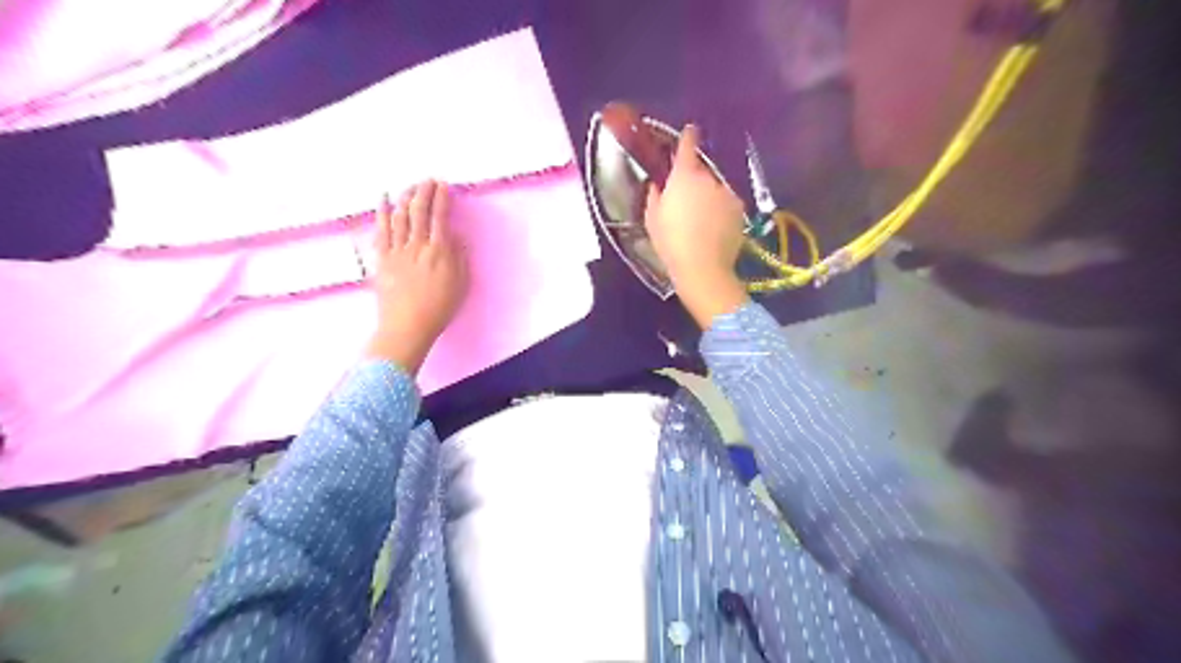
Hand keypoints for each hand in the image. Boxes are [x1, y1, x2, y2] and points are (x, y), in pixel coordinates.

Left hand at [368, 178, 467, 371]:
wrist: (407, 326)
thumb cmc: (439, 309)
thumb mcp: (460, 285)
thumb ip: (459, 258)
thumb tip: (457, 236)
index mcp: (439, 252)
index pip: (440, 217)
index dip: (442, 198)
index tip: (444, 186)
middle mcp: (418, 245)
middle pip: (419, 211)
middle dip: (424, 191)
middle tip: (428, 180)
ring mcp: (397, 250)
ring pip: (400, 215)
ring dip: (406, 197)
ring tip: (411, 186)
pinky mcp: (382, 258)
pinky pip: (381, 229)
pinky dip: (382, 211)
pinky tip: (384, 199)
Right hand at [645, 122, 744, 324]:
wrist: (703, 268)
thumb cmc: (671, 243)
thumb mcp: (652, 219)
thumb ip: (655, 195)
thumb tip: (658, 184)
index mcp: (684, 176)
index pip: (687, 145)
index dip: (687, 137)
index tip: (689, 131)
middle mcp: (709, 178)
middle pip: (700, 171)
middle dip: (693, 180)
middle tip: (684, 201)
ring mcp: (727, 193)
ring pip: (714, 188)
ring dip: (708, 196)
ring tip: (700, 220)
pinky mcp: (739, 210)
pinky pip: (726, 203)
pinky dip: (720, 210)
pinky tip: (713, 228)